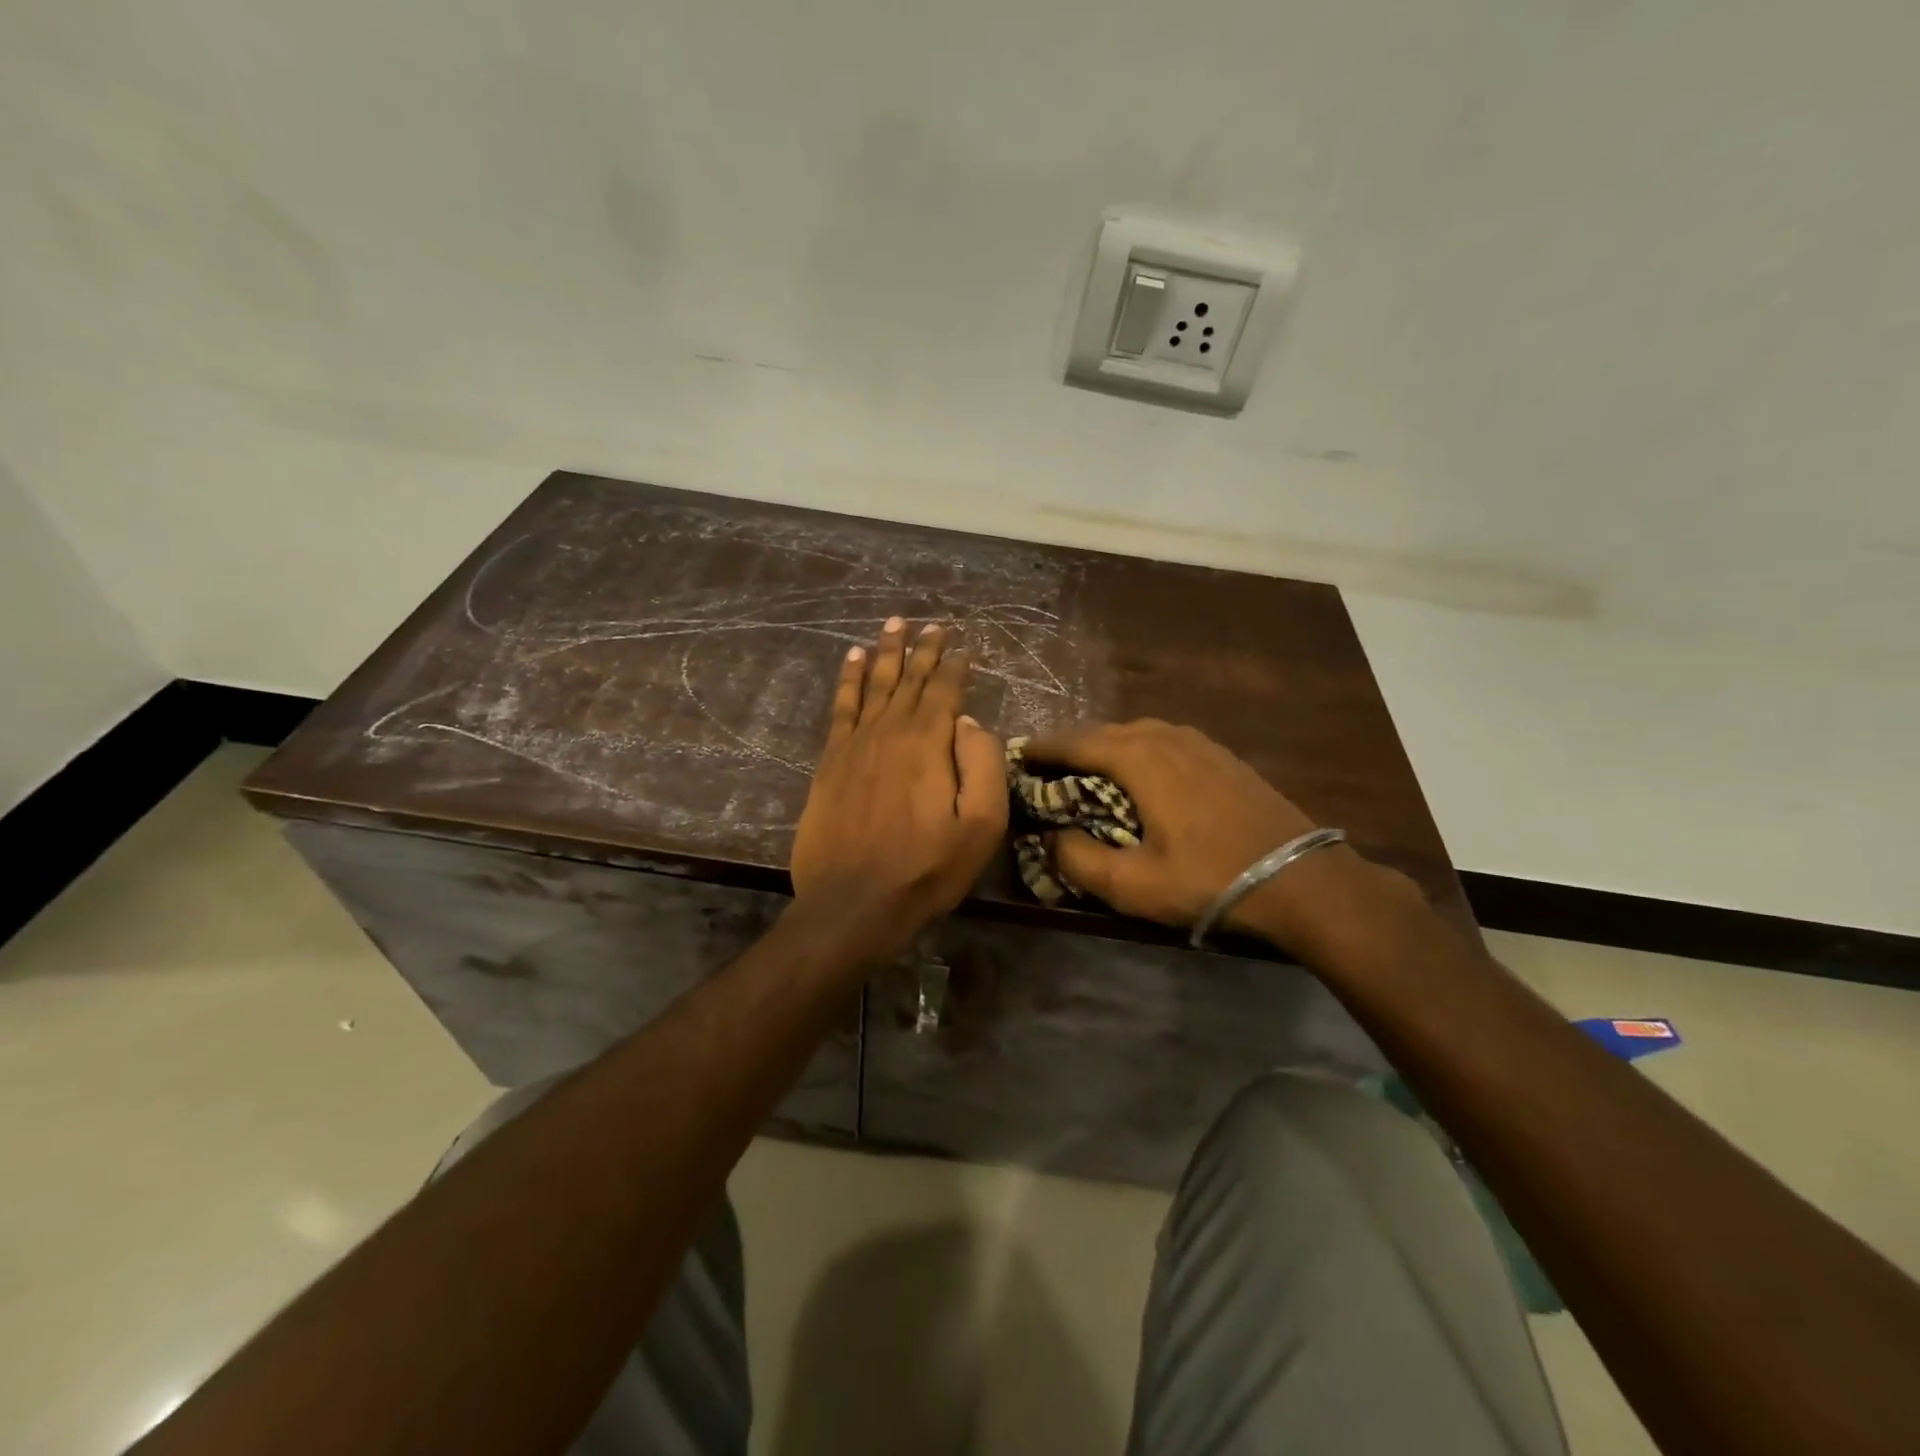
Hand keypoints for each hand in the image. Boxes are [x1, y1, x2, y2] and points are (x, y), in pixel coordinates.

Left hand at [789, 619, 1007, 961]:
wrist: (853, 903)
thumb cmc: (926, 870)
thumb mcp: (980, 827)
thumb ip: (983, 766)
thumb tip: (972, 722)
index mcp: (930, 743)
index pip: (946, 689)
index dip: (957, 665)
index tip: (965, 646)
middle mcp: (891, 730)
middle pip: (910, 678)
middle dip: (924, 648)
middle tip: (933, 624)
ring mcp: (856, 743)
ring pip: (875, 683)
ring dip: (887, 651)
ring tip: (895, 623)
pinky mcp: (831, 760)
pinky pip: (841, 706)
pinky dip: (848, 678)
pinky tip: (853, 658)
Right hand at [1022, 720, 1326, 936]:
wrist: (1301, 879)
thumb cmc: (1210, 879)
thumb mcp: (1134, 885)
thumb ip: (1079, 860)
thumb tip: (1050, 838)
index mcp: (1139, 758)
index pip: (1075, 742)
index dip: (1042, 748)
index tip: (1016, 756)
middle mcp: (1165, 736)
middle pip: (1104, 731)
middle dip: (1071, 747)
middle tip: (1046, 769)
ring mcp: (1198, 741)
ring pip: (1136, 732)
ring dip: (1105, 747)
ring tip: (1087, 771)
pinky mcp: (1220, 755)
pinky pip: (1164, 740)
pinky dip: (1138, 750)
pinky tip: (1141, 775)